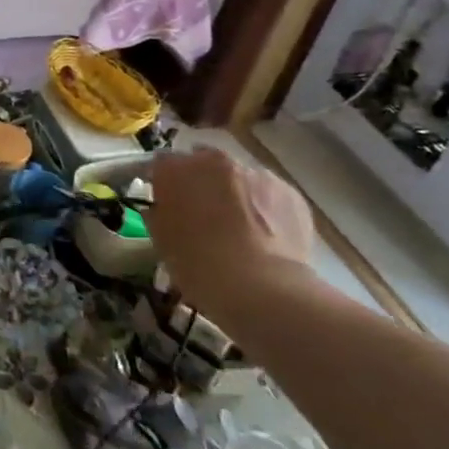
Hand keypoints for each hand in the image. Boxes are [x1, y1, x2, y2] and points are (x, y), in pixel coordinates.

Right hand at [146, 147, 316, 326]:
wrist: (263, 288)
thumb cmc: (199, 264)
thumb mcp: (161, 242)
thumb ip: (158, 214)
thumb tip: (162, 209)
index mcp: (176, 169)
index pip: (161, 164)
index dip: (163, 183)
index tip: (166, 203)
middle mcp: (214, 161)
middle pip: (203, 164)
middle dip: (201, 183)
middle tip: (203, 215)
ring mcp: (256, 173)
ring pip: (239, 179)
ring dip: (235, 195)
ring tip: (241, 229)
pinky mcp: (290, 192)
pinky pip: (269, 195)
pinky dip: (265, 209)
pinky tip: (266, 237)